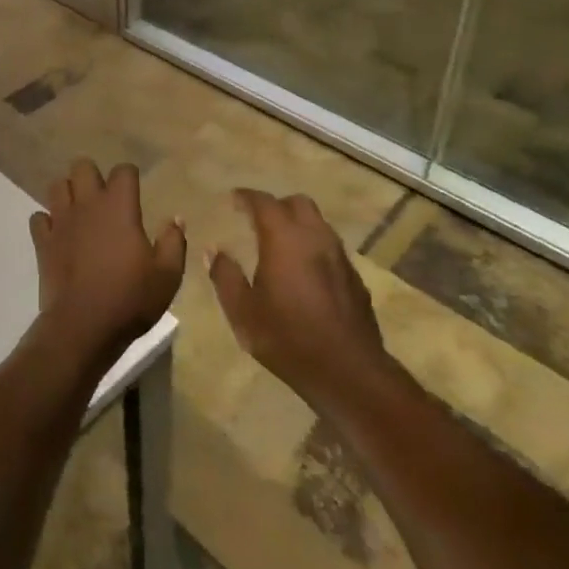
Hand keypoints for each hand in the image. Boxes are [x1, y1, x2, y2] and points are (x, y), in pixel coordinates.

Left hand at [30, 160, 184, 367]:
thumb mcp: (167, 275)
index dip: (130, 176)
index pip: (123, 170)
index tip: (134, 192)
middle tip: (103, 198)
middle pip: (82, 166)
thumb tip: (175, 219)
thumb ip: (174, 242)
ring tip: (80, 211)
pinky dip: (47, 222)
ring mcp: (61, 221)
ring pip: (57, 186)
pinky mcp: (43, 242)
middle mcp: (87, 204)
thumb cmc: (129, 298)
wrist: (83, 327)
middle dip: (92, 176)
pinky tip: (58, 235)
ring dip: (68, 193)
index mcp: (119, 206)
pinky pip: (39, 218)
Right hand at [210, 190, 389, 407]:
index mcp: (284, 238)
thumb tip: (213, 251)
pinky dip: (314, 247)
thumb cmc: (288, 338)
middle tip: (258, 220)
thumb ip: (225, 276)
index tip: (233, 199)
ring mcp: (339, 256)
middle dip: (276, 205)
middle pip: (297, 203)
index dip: (246, 197)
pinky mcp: (355, 277)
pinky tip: (305, 271)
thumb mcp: (243, 312)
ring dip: (298, 224)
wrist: (348, 372)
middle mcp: (315, 237)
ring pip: (318, 223)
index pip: (263, 202)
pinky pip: (331, 248)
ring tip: (281, 243)